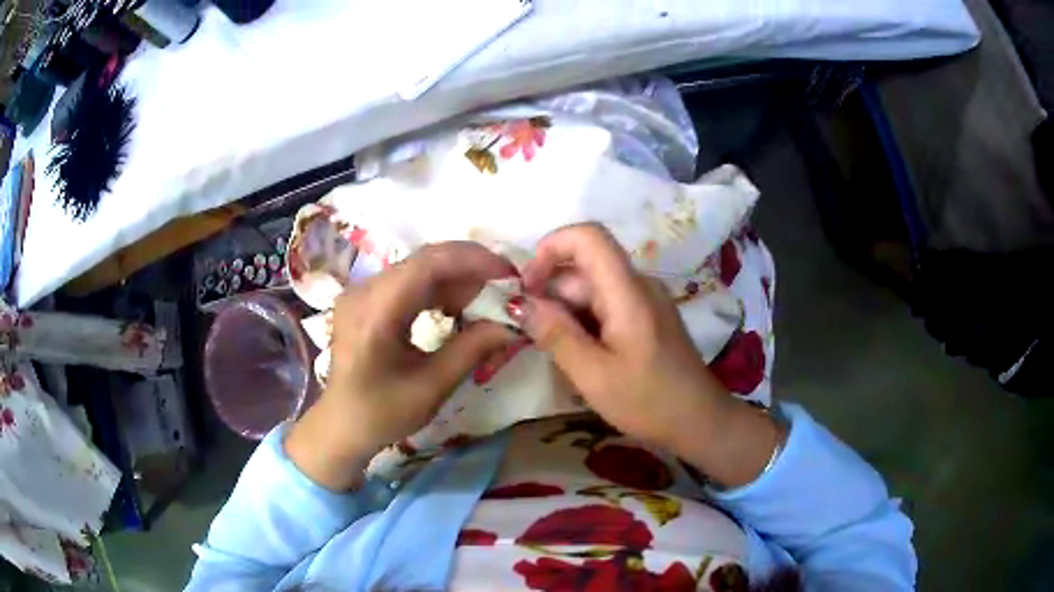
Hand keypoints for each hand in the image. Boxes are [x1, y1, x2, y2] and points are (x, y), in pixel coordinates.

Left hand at [286, 243, 516, 490]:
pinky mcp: (367, 299)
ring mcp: (362, 291)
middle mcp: (364, 290)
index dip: (473, 261)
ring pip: (419, 267)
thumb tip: (513, 324)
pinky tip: (455, 309)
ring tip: (485, 302)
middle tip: (504, 289)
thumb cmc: (382, 414)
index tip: (509, 275)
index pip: (428, 263)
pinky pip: (409, 281)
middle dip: (470, 269)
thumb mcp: (431, 387)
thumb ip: (472, 349)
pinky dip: (437, 289)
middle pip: (424, 260)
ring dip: (456, 279)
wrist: (341, 426)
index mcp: (374, 312)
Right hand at [513, 224, 781, 487]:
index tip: (529, 287)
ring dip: (566, 313)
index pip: (588, 236)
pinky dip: (585, 322)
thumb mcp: (593, 374)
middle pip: (585, 267)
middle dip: (552, 294)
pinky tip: (581, 356)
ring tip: (558, 355)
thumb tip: (520, 302)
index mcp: (627, 290)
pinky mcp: (647, 317)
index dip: (551, 248)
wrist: (700, 421)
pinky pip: (607, 305)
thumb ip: (555, 334)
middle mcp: (638, 284)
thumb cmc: (647, 401)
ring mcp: (645, 300)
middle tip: (535, 338)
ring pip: (593, 289)